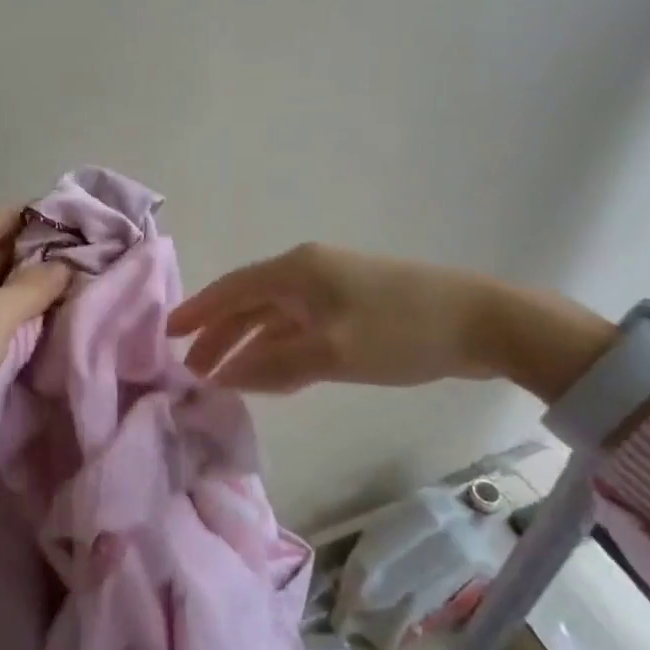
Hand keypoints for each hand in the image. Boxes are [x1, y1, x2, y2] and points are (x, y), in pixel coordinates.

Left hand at [0, 206, 73, 462]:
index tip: (77, 218)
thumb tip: (67, 266)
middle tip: (88, 253)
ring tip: (83, 280)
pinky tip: (59, 314)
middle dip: (39, 253)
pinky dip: (25, 314)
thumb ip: (35, 284)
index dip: (33, 216)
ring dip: (35, 286)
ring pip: (1, 287)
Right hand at [169, 244, 500, 392]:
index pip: (232, 289)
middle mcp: (307, 274)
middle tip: (192, 369)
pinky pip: (301, 329)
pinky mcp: (352, 310)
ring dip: (249, 346)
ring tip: (223, 378)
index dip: (198, 311)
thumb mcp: (333, 351)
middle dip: (219, 335)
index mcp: (297, 271)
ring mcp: (331, 291)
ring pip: (275, 319)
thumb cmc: (400, 329)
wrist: (481, 322)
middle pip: (250, 304)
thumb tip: (225, 376)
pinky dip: (280, 351)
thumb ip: (275, 365)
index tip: (168, 335)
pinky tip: (271, 376)